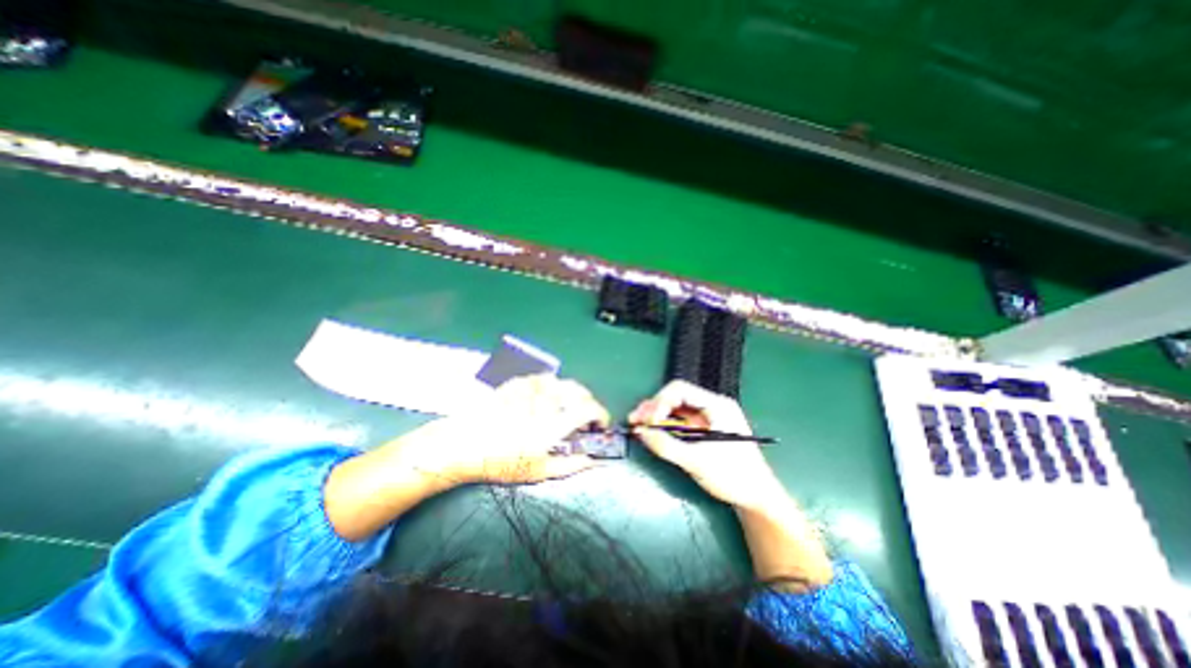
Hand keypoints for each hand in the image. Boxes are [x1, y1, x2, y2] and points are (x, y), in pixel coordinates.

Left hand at [399, 373, 607, 486]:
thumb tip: (596, 460)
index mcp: (554, 423)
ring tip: (564, 408)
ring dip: (571, 394)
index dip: (601, 416)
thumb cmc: (502, 462)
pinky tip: (544, 399)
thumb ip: (572, 465)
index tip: (600, 426)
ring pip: (563, 383)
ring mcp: (531, 388)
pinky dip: (552, 387)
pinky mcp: (518, 382)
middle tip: (583, 419)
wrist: (463, 444)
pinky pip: (544, 379)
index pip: (590, 409)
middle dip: (588, 404)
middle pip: (580, 391)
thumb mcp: (539, 471)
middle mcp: (547, 400)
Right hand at [633, 382, 830, 587]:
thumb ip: (666, 446)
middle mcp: (711, 406)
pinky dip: (664, 426)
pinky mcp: (703, 430)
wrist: (757, 498)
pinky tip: (651, 431)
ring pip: (675, 409)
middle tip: (635, 420)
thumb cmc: (733, 476)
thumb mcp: (697, 461)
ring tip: (637, 424)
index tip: (649, 421)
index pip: (681, 390)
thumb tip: (639, 432)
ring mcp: (707, 418)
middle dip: (654, 408)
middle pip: (675, 397)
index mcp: (716, 405)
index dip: (660, 402)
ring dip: (656, 416)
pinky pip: (679, 422)